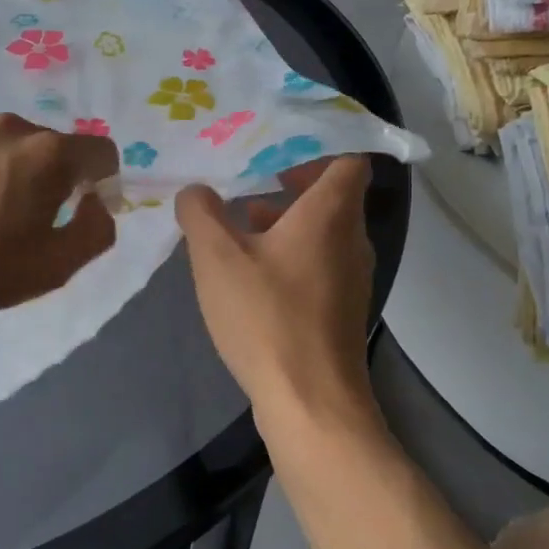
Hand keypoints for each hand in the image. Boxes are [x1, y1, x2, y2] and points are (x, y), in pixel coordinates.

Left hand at [0, 113, 118, 319]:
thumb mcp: (55, 266)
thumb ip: (96, 230)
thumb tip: (95, 204)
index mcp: (47, 152)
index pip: (102, 152)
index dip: (104, 184)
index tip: (84, 214)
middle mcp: (11, 128)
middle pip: (57, 148)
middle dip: (60, 180)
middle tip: (37, 223)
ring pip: (16, 149)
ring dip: (20, 175)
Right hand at [176, 156, 377, 421]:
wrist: (311, 401)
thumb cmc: (266, 316)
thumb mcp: (216, 257)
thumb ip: (200, 213)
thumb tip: (196, 191)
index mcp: (330, 214)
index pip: (346, 160)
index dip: (315, 148)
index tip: (274, 149)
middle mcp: (351, 239)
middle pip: (331, 195)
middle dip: (287, 186)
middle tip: (245, 184)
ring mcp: (351, 277)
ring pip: (323, 232)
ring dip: (284, 224)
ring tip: (236, 228)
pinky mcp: (342, 309)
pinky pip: (318, 264)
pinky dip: (289, 256)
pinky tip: (249, 276)